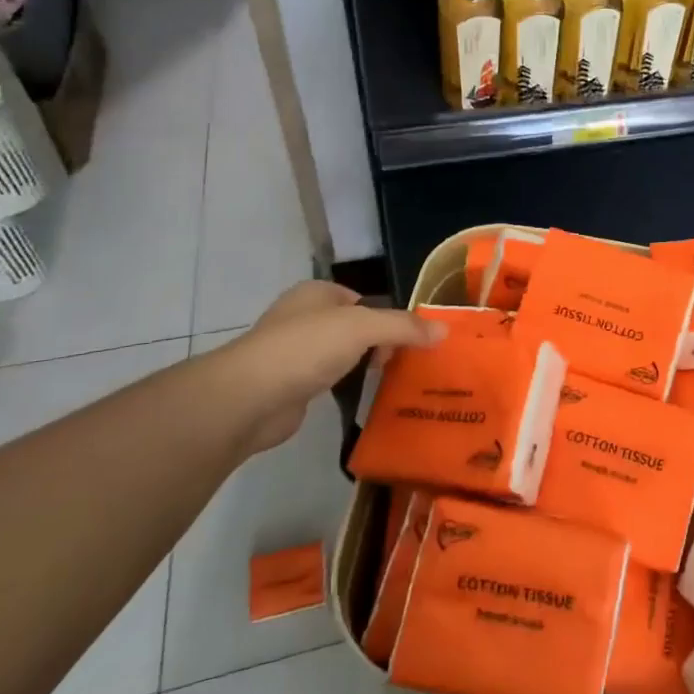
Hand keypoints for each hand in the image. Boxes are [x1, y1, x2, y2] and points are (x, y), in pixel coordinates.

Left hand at [204, 282, 443, 453]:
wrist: (248, 399)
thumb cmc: (306, 348)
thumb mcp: (363, 328)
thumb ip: (404, 327)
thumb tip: (444, 330)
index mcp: (316, 293)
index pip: (363, 299)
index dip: (388, 317)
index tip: (410, 341)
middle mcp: (303, 317)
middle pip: (355, 327)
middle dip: (379, 343)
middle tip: (403, 364)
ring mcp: (293, 353)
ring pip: (341, 355)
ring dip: (362, 367)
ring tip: (391, 383)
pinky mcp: (289, 386)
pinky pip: (328, 381)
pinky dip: (344, 388)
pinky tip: (361, 400)